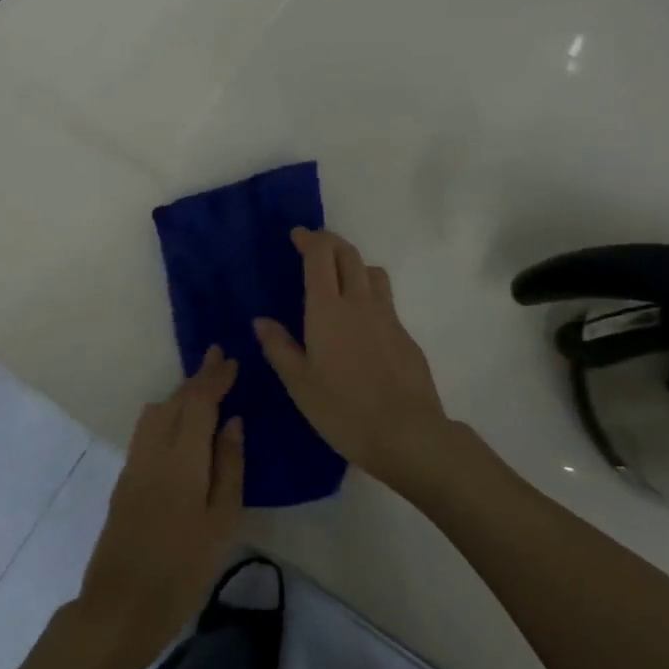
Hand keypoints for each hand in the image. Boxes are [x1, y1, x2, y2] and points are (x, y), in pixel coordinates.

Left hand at [75, 348, 244, 668]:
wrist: (118, 610)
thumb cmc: (181, 571)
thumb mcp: (220, 524)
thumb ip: (228, 467)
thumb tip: (232, 422)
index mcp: (181, 458)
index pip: (198, 401)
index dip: (214, 377)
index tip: (230, 358)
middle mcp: (153, 450)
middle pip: (175, 401)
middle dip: (198, 378)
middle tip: (219, 361)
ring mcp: (134, 464)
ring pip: (156, 412)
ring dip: (179, 395)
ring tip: (203, 391)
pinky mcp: (124, 480)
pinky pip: (148, 430)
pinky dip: (167, 414)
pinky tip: (180, 427)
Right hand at [254, 228, 449, 494]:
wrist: (406, 433)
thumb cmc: (342, 409)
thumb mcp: (299, 383)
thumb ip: (279, 347)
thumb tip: (261, 321)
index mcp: (328, 308)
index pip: (321, 255)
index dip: (309, 239)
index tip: (297, 235)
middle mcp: (360, 302)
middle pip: (348, 254)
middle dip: (330, 242)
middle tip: (314, 246)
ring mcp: (388, 317)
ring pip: (372, 272)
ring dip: (354, 264)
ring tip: (341, 278)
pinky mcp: (405, 335)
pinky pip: (386, 300)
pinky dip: (370, 295)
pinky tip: (362, 322)